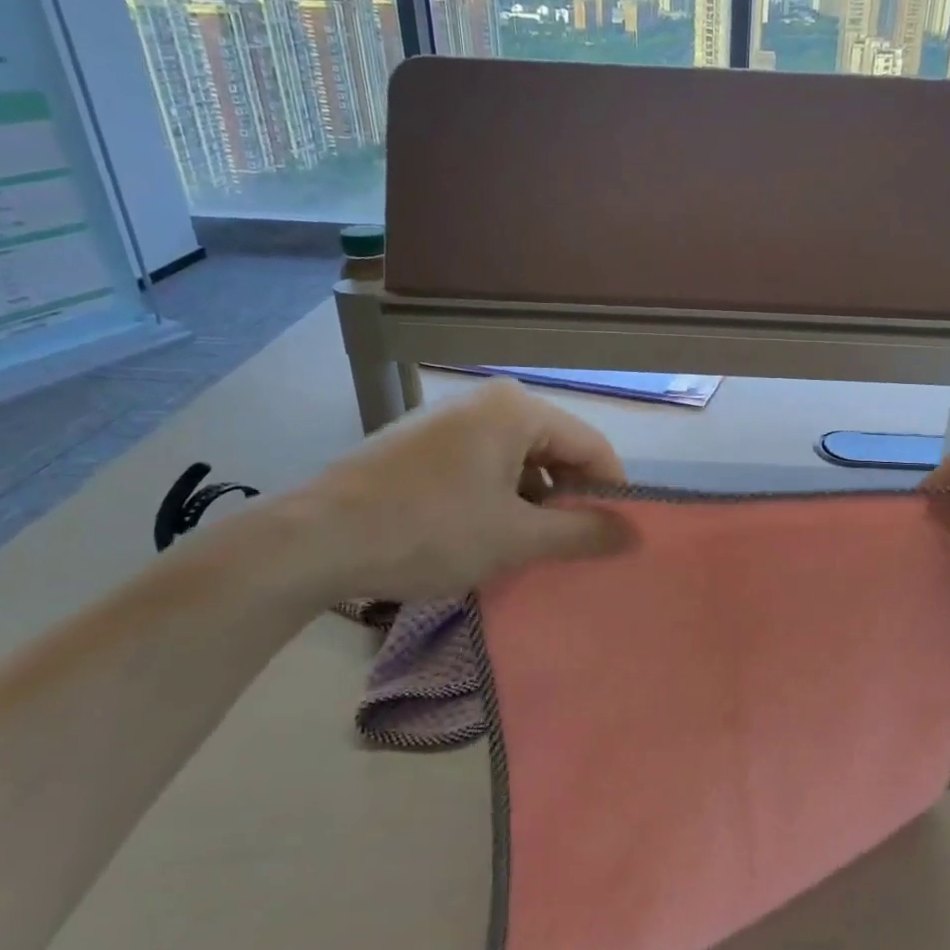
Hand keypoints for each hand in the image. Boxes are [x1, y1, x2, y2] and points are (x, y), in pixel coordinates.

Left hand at [274, 379, 631, 603]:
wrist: (314, 540)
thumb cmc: (429, 531)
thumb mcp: (517, 538)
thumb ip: (584, 533)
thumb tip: (635, 533)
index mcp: (517, 409)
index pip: (592, 446)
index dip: (611, 493)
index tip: (614, 537)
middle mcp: (486, 401)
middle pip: (555, 450)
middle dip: (568, 499)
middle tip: (569, 548)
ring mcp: (448, 419)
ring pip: (517, 460)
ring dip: (532, 503)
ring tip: (526, 548)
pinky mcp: (420, 442)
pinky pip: (481, 465)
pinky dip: (496, 498)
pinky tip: (482, 535)